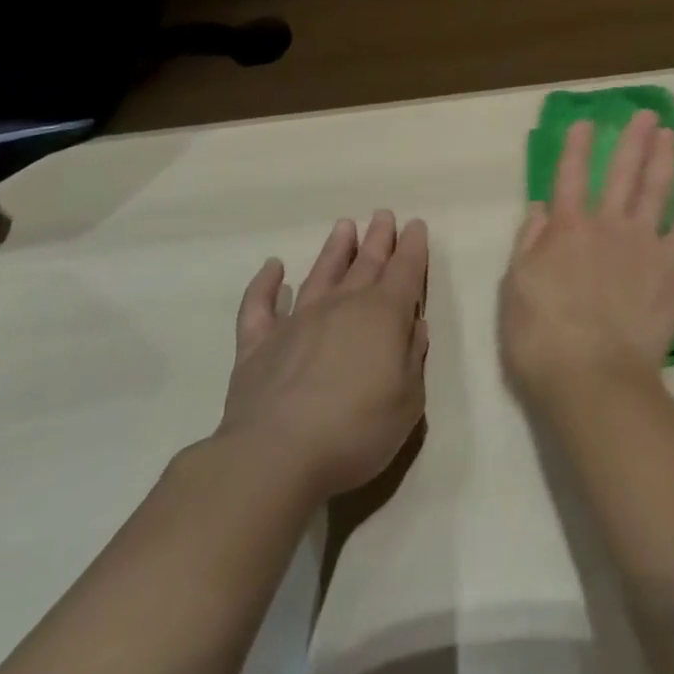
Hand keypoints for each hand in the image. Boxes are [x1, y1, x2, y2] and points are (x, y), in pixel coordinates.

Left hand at [216, 211, 429, 499]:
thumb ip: (413, 358)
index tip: (415, 225)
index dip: (413, 247)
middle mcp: (343, 306)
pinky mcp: (258, 345)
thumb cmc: (356, 431)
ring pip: (321, 274)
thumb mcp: (408, 401)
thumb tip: (413, 326)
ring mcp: (297, 322)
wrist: (275, 458)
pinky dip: (265, 285)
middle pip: (366, 264)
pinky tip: (272, 267)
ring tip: (344, 226)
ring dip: (335, 250)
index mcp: (384, 315)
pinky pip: (259, 306)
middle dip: (379, 239)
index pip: (405, 270)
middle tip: (384, 215)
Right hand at [499, 112, 673, 404]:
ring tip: (670, 134)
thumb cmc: (542, 339)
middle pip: (622, 172)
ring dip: (664, 159)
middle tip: (646, 115)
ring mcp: (644, 243)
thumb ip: (528, 244)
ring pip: (657, 189)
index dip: (577, 147)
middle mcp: (607, 225)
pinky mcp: (673, 268)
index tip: (586, 122)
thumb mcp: (515, 290)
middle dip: (633, 140)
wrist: (594, 379)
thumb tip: (540, 207)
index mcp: (566, 229)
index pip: (570, 176)